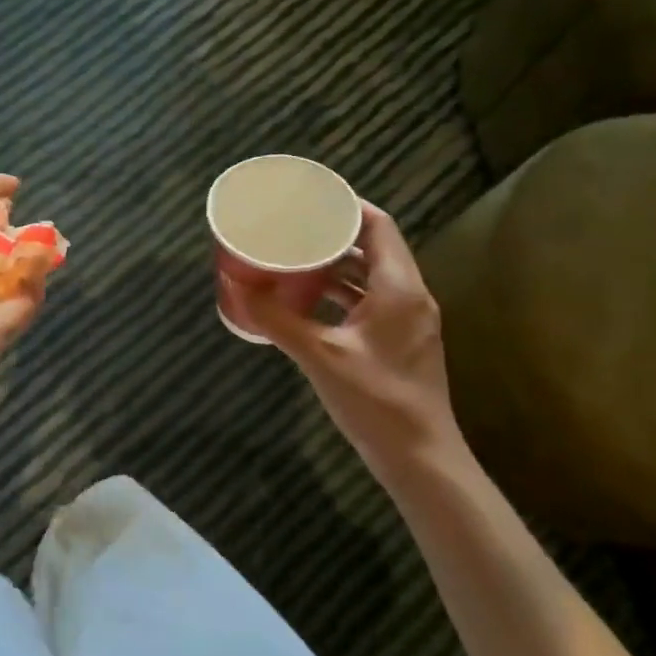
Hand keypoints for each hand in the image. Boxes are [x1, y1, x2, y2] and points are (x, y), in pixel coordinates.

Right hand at [224, 202, 468, 481]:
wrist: (419, 457)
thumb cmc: (375, 400)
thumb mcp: (320, 355)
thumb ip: (276, 319)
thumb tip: (236, 287)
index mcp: (399, 287)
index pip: (378, 225)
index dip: (347, 206)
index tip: (310, 198)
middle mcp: (410, 295)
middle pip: (374, 247)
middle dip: (334, 234)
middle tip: (293, 227)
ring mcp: (408, 320)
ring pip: (371, 276)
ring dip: (337, 265)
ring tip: (295, 257)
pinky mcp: (400, 341)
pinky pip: (370, 301)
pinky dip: (342, 293)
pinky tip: (309, 300)